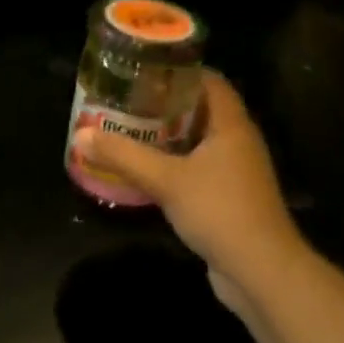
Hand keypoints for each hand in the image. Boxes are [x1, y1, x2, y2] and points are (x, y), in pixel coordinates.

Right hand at [73, 70, 303, 312]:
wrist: (262, 274)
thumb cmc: (220, 211)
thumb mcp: (166, 180)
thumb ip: (124, 155)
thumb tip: (81, 134)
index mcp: (231, 124)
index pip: (209, 80)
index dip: (179, 69)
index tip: (145, 68)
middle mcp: (238, 141)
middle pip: (202, 108)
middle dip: (167, 102)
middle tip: (130, 98)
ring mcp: (238, 171)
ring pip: (200, 140)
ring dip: (170, 135)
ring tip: (132, 128)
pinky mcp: (231, 197)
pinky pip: (201, 167)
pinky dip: (177, 162)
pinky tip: (149, 169)